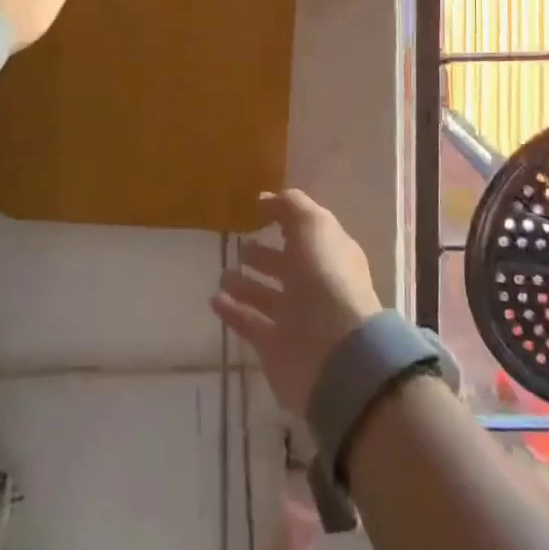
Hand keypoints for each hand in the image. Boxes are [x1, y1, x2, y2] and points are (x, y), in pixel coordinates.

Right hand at [212, 190, 382, 417]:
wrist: (333, 351)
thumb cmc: (326, 278)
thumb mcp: (313, 226)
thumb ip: (290, 206)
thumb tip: (266, 198)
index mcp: (330, 255)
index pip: (308, 233)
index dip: (287, 220)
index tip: (258, 209)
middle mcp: (315, 285)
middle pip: (286, 266)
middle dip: (264, 255)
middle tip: (239, 245)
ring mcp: (296, 317)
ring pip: (266, 296)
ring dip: (245, 284)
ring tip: (222, 273)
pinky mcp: (275, 346)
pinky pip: (250, 323)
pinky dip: (234, 312)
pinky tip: (215, 300)